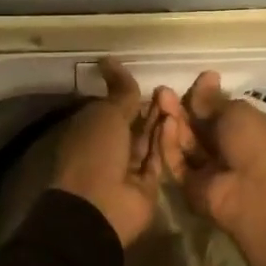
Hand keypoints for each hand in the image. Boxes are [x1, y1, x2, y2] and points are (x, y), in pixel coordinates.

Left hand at [51, 59, 183, 247]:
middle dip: (148, 107)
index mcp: (89, 130)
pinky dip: (165, 141)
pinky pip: (157, 157)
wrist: (100, 206)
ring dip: (159, 121)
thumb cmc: (95, 152)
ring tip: (176, 100)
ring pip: (146, 139)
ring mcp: (128, 168)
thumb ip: (119, 92)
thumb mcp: (106, 114)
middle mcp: (108, 148)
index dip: (126, 94)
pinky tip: (176, 122)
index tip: (146, 78)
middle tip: (168, 88)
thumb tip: (110, 60)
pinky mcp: (147, 184)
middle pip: (132, 124)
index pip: (111, 108)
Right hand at [165, 72, 265, 265]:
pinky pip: (176, 161)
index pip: (215, 111)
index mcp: (243, 130)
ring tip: (161, 99)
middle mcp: (223, 148)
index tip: (192, 81)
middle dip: (181, 107)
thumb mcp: (238, 112)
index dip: (202, 96)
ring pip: (182, 142)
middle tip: (164, 90)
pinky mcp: (188, 184)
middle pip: (195, 126)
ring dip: (172, 121)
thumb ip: (213, 100)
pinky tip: (165, 123)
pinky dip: (169, 143)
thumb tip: (206, 77)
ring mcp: (205, 168)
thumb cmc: (256, 145)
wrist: (257, 193)